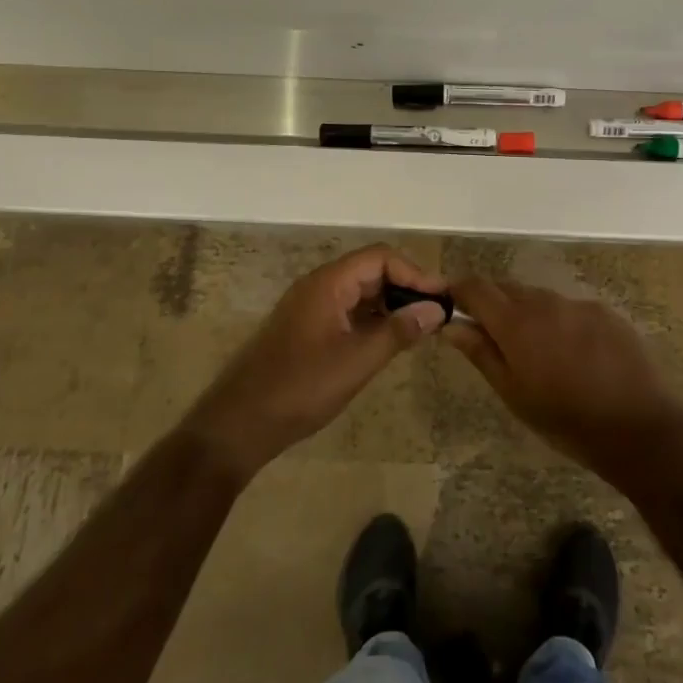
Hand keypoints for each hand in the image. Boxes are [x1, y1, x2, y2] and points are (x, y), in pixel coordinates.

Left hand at [181, 244, 447, 478]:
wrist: (238, 424)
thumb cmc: (300, 388)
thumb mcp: (356, 361)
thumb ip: (397, 331)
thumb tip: (436, 309)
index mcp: (328, 283)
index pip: (381, 258)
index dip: (415, 273)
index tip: (443, 297)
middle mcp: (319, 285)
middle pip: (371, 270)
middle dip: (406, 286)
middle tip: (437, 312)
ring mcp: (310, 307)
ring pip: (360, 292)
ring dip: (391, 304)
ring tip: (420, 326)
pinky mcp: (306, 329)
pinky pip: (348, 311)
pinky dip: (373, 319)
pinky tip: (390, 340)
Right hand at [443, 278, 682, 486]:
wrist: (638, 427)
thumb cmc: (565, 419)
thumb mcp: (513, 394)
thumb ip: (481, 352)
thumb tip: (451, 325)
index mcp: (516, 322)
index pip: (476, 286)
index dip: (458, 290)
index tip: (450, 304)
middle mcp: (544, 302)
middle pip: (507, 288)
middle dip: (492, 303)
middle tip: (490, 335)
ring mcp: (577, 304)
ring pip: (539, 298)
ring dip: (527, 313)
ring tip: (535, 350)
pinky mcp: (604, 311)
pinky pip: (570, 308)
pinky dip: (560, 321)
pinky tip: (573, 353)